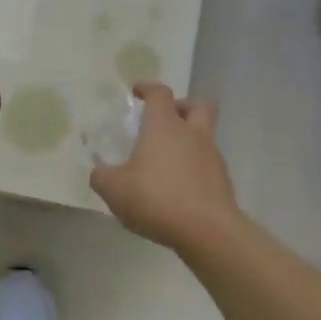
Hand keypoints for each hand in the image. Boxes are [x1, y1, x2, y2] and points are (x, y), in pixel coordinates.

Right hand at [90, 83, 242, 253]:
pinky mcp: (222, 181)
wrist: (208, 231)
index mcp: (164, 126)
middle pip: (197, 105)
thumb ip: (101, 176)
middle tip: (164, 120)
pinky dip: (194, 166)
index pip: (159, 93)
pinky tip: (178, 185)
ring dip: (188, 139)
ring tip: (166, 160)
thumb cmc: (157, 199)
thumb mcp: (114, 189)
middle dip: (181, 106)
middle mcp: (192, 133)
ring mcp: (212, 156)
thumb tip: (97, 170)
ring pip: (204, 135)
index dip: (147, 88)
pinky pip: (207, 163)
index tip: (137, 92)